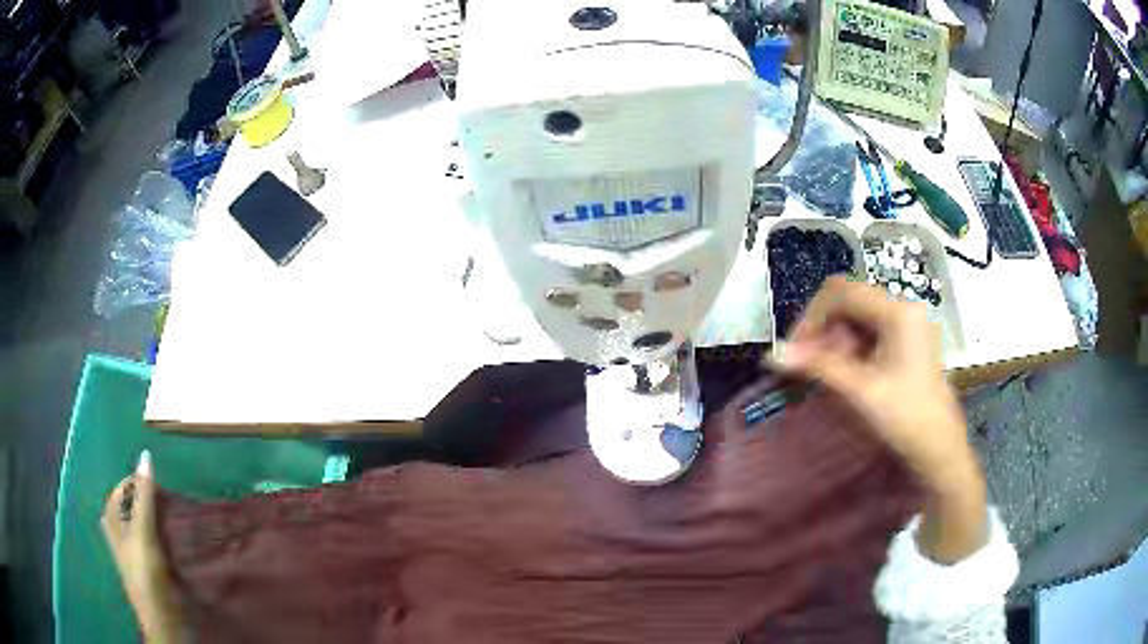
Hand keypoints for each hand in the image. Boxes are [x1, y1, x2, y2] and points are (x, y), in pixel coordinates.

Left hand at [102, 451, 186, 641]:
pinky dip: (165, 534)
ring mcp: (137, 552)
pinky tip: (178, 538)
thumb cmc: (147, 575)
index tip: (160, 485)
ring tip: (177, 515)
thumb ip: (144, 498)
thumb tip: (145, 456)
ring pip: (145, 524)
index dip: (137, 483)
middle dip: (149, 499)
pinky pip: (156, 541)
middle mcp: (121, 533)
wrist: (165, 621)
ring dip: (158, 517)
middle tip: (170, 498)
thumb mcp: (143, 533)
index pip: (121, 490)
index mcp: (113, 522)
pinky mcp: (152, 568)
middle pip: (132, 506)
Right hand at [774, 277, 986, 562]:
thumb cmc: (904, 417)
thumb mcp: (860, 390)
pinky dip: (850, 349)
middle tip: (805, 364)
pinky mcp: (905, 342)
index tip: (794, 348)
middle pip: (850, 302)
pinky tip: (843, 373)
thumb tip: (774, 355)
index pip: (842, 293)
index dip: (812, 315)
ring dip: (835, 340)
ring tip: (824, 373)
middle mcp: (903, 309)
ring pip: (857, 318)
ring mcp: (906, 325)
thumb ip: (818, 366)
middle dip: (823, 329)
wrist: (938, 449)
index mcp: (897, 312)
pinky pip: (869, 334)